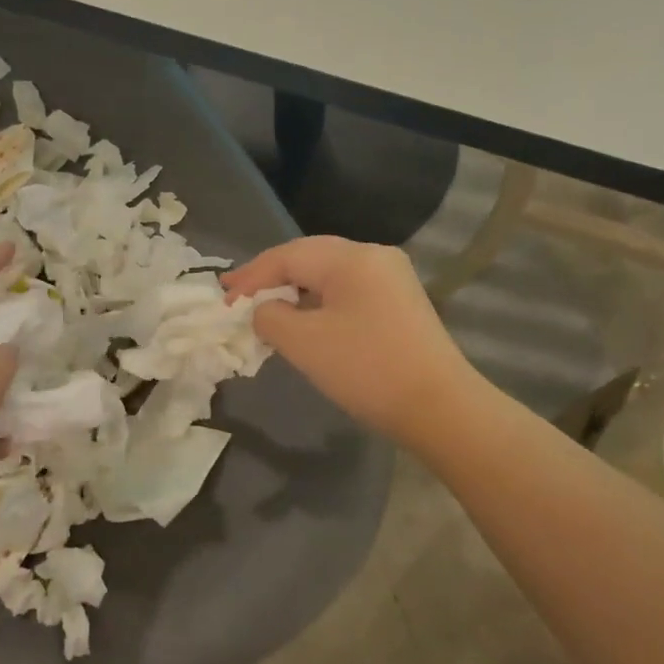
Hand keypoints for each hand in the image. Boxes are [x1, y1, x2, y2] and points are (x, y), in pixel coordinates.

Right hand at [223, 236, 480, 450]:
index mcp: (351, 257)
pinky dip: (319, 302)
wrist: (440, 408)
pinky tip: (304, 319)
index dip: (251, 277)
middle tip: (236, 295)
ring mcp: (392, 278)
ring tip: (264, 308)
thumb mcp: (304, 343)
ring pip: (329, 274)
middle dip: (270, 277)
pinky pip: (348, 291)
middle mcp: (374, 256)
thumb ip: (270, 317)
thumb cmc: (367, 370)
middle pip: (309, 257)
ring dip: (294, 290)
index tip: (223, 300)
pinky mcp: (400, 303)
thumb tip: (263, 310)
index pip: (287, 255)